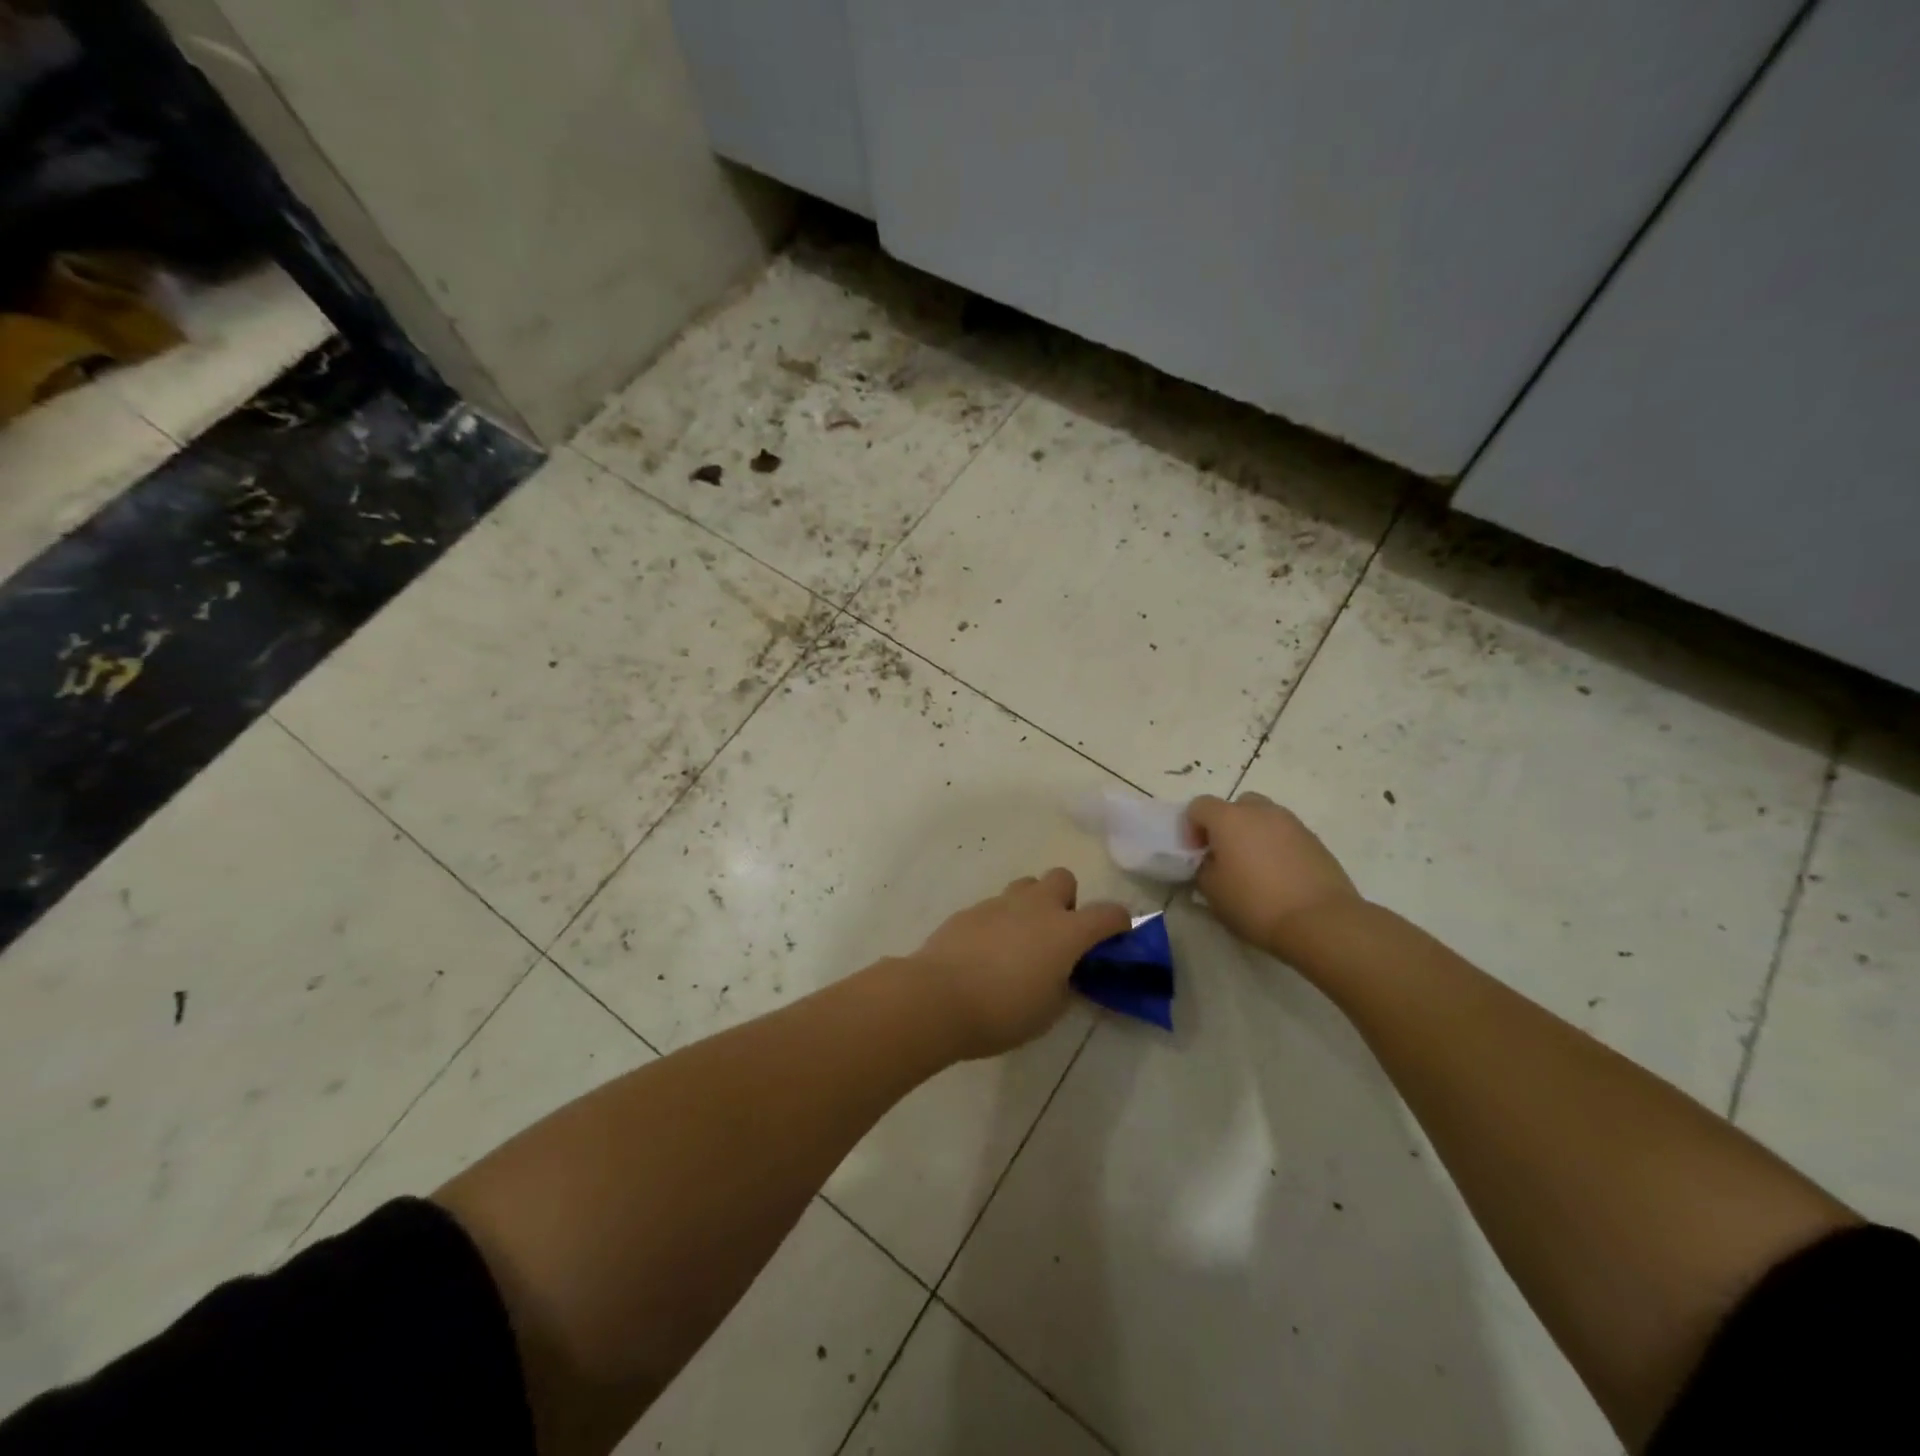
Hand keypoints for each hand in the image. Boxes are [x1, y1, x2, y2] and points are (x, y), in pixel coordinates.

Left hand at [910, 869, 1131, 1060]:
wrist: (937, 997)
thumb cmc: (1003, 1011)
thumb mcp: (1049, 1011)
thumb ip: (1064, 985)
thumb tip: (1063, 973)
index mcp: (1066, 931)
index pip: (1109, 913)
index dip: (1119, 924)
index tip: (1115, 939)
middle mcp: (1036, 907)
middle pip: (1063, 878)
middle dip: (1067, 901)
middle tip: (1057, 936)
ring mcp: (999, 903)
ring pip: (1026, 886)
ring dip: (1031, 905)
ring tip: (1020, 942)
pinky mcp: (969, 910)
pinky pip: (995, 906)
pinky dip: (999, 922)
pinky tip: (985, 953)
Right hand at [1185, 793, 1360, 957]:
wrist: (1321, 921)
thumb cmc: (1256, 904)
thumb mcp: (1213, 892)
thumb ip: (1204, 869)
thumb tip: (1211, 862)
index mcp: (1229, 819)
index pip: (1199, 806)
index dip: (1191, 827)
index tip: (1196, 854)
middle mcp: (1261, 811)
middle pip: (1236, 805)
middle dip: (1226, 825)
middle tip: (1225, 855)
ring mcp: (1292, 823)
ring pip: (1264, 818)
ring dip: (1253, 834)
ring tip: (1254, 868)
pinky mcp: (1315, 840)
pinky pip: (1285, 835)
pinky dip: (1276, 847)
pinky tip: (1278, 876)